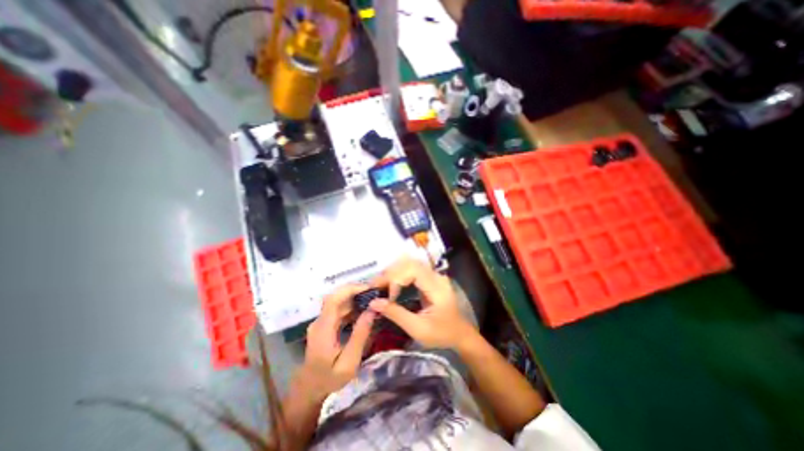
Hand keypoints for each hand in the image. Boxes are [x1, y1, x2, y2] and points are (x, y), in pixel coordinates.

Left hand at [301, 286, 377, 398]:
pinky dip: (352, 306)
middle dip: (356, 292)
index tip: (369, 289)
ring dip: (355, 298)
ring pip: (338, 302)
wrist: (309, 390)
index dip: (350, 290)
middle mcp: (319, 321)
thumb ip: (360, 336)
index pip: (333, 300)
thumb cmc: (330, 379)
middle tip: (375, 294)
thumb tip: (372, 310)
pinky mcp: (324, 324)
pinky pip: (338, 309)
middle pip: (336, 298)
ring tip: (372, 300)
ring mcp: (321, 322)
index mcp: (323, 330)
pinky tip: (363, 311)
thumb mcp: (349, 362)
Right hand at [369, 257, 475, 347]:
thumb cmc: (441, 334)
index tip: (387, 296)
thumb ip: (396, 314)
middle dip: (391, 273)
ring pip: (410, 264)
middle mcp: (436, 276)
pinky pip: (412, 270)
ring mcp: (434, 275)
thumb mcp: (418, 329)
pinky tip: (390, 283)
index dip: (397, 279)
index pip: (413, 270)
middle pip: (410, 263)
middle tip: (375, 286)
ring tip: (380, 284)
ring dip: (393, 272)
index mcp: (437, 288)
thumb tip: (373, 302)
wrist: (460, 333)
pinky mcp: (430, 278)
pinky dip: (399, 274)